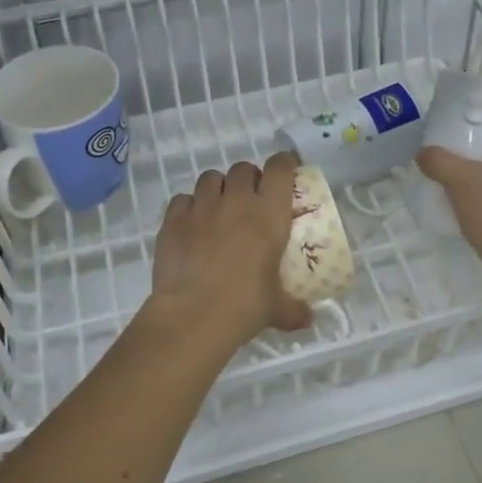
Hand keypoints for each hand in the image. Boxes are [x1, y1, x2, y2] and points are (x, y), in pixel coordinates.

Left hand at [149, 154, 312, 350]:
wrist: (192, 316)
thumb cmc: (244, 307)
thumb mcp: (277, 309)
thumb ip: (294, 309)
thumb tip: (308, 319)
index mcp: (269, 215)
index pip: (279, 169)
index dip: (284, 163)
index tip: (286, 170)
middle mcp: (236, 201)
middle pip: (243, 168)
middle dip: (248, 179)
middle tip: (250, 200)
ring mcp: (202, 207)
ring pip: (210, 178)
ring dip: (218, 188)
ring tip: (219, 209)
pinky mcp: (173, 219)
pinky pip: (182, 199)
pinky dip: (189, 206)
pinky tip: (191, 225)